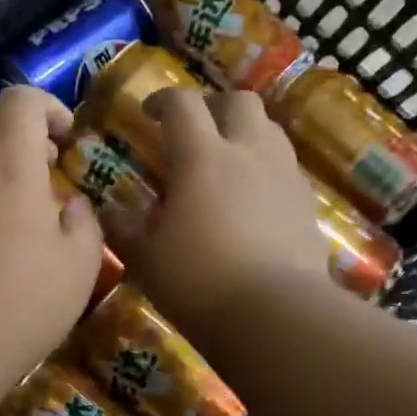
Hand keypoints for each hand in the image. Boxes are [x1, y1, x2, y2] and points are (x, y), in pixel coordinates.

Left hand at [0, 86, 104, 391]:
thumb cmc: (18, 304)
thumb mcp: (79, 267)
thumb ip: (83, 222)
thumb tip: (70, 204)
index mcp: (9, 163)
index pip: (21, 98)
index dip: (49, 107)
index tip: (66, 141)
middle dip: (15, 122)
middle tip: (40, 163)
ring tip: (8, 196)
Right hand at [104, 88, 329, 334]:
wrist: (275, 315)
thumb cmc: (198, 282)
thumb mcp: (146, 258)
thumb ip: (125, 227)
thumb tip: (109, 208)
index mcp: (201, 157)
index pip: (181, 104)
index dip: (162, 100)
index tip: (149, 114)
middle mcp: (247, 152)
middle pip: (239, 101)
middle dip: (214, 106)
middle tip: (195, 130)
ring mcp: (284, 175)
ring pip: (269, 129)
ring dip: (245, 133)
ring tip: (227, 160)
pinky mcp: (307, 202)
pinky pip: (286, 167)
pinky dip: (267, 168)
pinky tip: (254, 199)